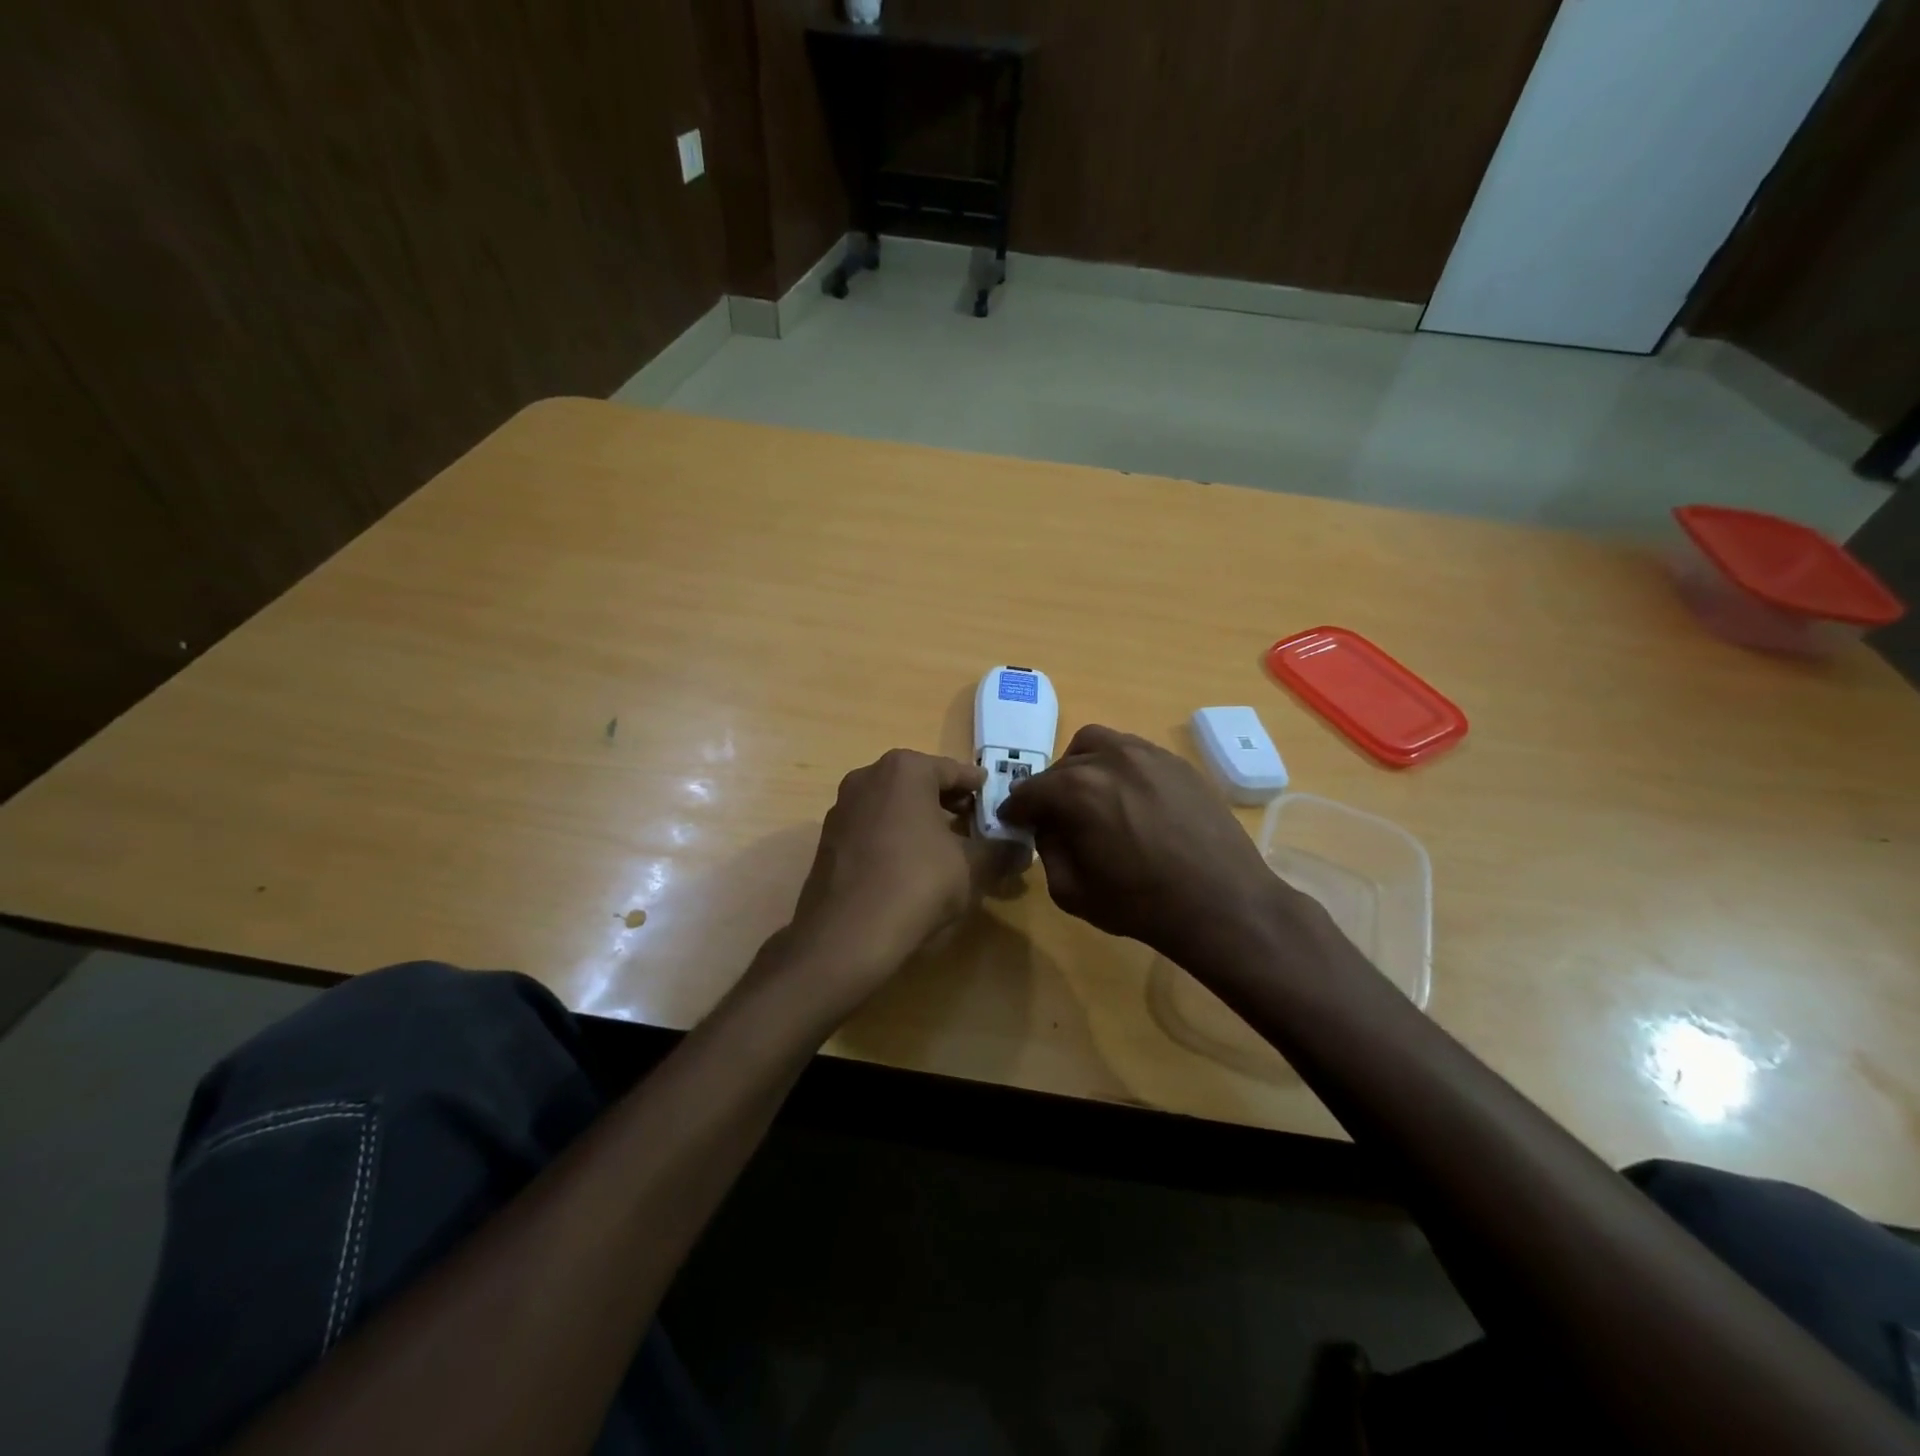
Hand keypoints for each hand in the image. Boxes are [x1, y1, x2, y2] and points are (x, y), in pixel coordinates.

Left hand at [784, 749, 1021, 1001]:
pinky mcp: (827, 840)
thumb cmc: (917, 884)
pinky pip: (872, 829)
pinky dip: (894, 839)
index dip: (980, 790)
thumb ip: (1001, 851)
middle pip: (921, 784)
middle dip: (950, 804)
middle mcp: (868, 777)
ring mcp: (842, 808)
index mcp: (905, 770)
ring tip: (947, 850)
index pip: (955, 771)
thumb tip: (1022, 849)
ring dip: (921, 822)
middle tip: (976, 827)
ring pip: (894, 806)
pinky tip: (910, 868)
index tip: (998, 806)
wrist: (845, 936)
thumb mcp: (972, 868)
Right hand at [998, 725, 1318, 970]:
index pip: (1030, 791)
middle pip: (1062, 765)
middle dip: (1050, 790)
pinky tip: (1130, 799)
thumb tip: (1048, 827)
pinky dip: (1118, 768)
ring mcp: (1148, 754)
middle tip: (1054, 816)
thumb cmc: (1141, 903)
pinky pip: (1133, 753)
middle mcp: (1109, 759)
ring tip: (1091, 797)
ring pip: (1097, 745)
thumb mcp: (1072, 890)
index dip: (1016, 809)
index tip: (1013, 820)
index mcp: (1076, 789)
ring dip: (1082, 767)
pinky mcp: (1177, 762)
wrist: (1222, 903)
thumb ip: (1048, 850)